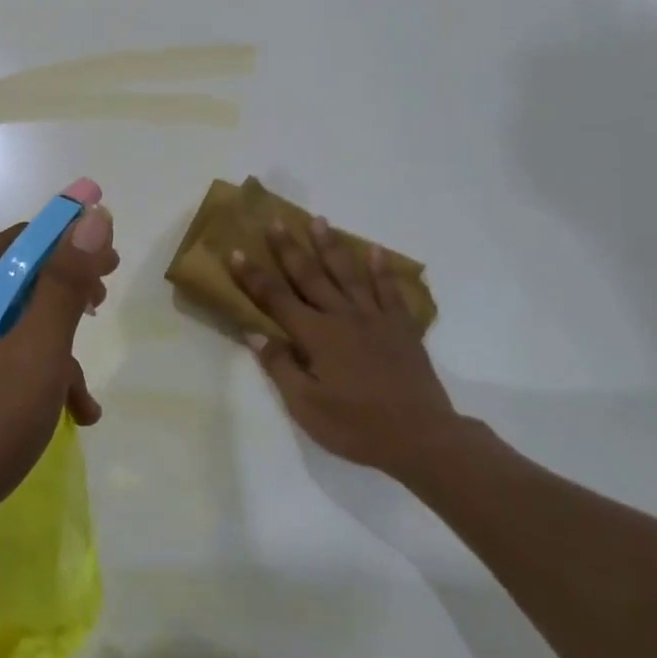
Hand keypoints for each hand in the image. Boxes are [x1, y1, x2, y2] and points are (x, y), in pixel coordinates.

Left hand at [0, 204, 116, 556]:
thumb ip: (63, 286)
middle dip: (64, 302)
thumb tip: (92, 216)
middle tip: (101, 313)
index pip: (20, 241)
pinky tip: (62, 416)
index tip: (112, 266)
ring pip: (9, 326)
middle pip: (14, 281)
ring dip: (52, 354)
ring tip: (82, 400)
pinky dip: (29, 379)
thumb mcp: (30, 358)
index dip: (71, 245)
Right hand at [228, 216, 458, 480]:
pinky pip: (389, 290)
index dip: (253, 276)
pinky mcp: (401, 327)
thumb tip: (255, 333)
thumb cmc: (357, 427)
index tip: (236, 251)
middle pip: (310, 276)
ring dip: (331, 246)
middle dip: (289, 248)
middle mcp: (342, 317)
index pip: (276, 299)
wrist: (421, 437)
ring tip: (319, 220)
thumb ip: (280, 367)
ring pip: (348, 274)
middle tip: (276, 221)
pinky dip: (382, 269)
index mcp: (316, 336)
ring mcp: (374, 318)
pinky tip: (375, 251)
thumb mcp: (307, 407)